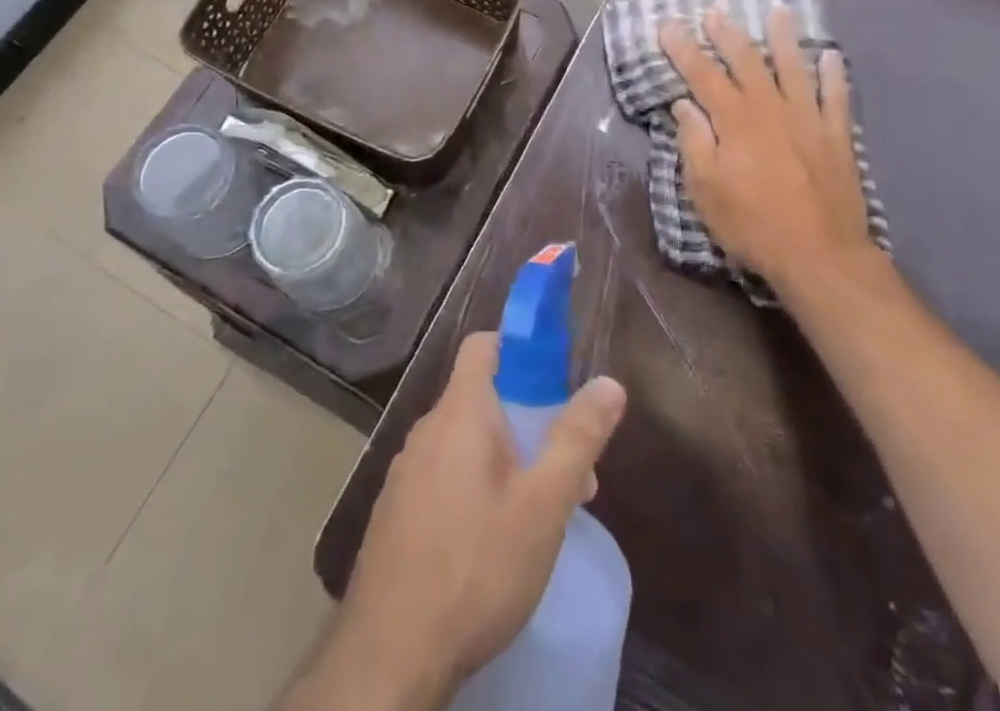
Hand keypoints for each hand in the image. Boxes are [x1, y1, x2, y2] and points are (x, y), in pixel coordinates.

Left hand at [301, 333, 626, 710]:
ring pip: (463, 441)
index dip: (519, 346)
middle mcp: (426, 429)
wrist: (390, 656)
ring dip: (503, 457)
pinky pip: (443, 473)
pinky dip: (473, 484)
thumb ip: (577, 438)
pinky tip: (492, 539)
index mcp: (460, 412)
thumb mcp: (543, 505)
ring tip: (537, 512)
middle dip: (526, 419)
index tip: (555, 378)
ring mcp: (405, 471)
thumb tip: (609, 383)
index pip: (483, 344)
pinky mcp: (395, 510)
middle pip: (481, 397)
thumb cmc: (476, 567)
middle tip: (564, 469)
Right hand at [660, 6, 878, 294]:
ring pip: (793, 68)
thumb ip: (694, 142)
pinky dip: (833, 75)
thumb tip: (684, 104)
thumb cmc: (752, 224)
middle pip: (746, 61)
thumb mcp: (705, 189)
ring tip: (778, 11)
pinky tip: (830, 56)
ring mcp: (807, 119)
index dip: (683, 48)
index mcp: (734, 121)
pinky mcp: (836, 137)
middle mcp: (770, 108)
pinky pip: (836, 97)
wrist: (820, 255)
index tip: (669, 23)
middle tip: (716, 10)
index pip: (702, 74)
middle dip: (728, 33)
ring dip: (783, 38)